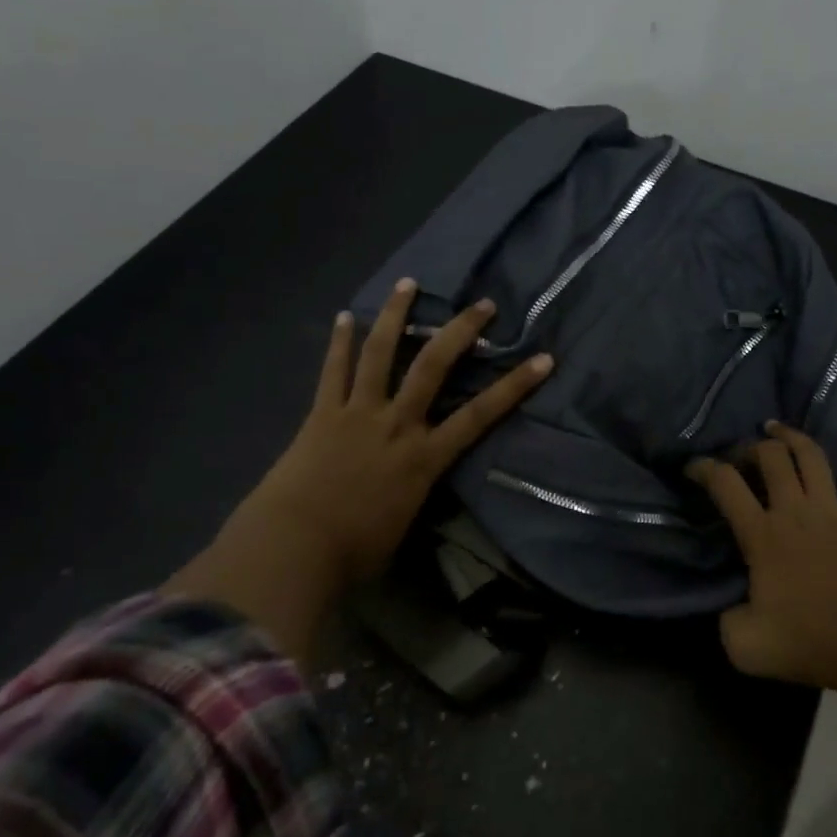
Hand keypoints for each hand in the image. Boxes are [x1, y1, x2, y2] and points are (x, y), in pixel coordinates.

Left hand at [167, 280, 552, 664]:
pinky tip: (344, 316)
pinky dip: (340, 343)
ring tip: (408, 284)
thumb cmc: (355, 552)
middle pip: (434, 366)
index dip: (515, 386)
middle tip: (481, 304)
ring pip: (381, 354)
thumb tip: (413, 486)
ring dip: (395, 316)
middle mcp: (397, 423)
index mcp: (424, 457)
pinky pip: (333, 371)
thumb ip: (415, 494)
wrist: (293, 548)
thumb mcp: (403, 525)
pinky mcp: (322, 414)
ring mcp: (357, 413)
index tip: (543, 359)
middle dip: (461, 332)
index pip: (481, 415)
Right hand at [695, 420, 836, 831]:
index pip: (725, 486)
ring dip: (791, 437)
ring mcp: (836, 513)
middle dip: (749, 448)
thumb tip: (731, 605)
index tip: (692, 467)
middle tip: (740, 456)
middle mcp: (796, 512)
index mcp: (763, 537)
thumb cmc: (811, 646)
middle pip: (770, 459)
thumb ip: (726, 620)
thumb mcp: (744, 646)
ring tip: (775, 428)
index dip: (703, 468)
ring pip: (812, 457)